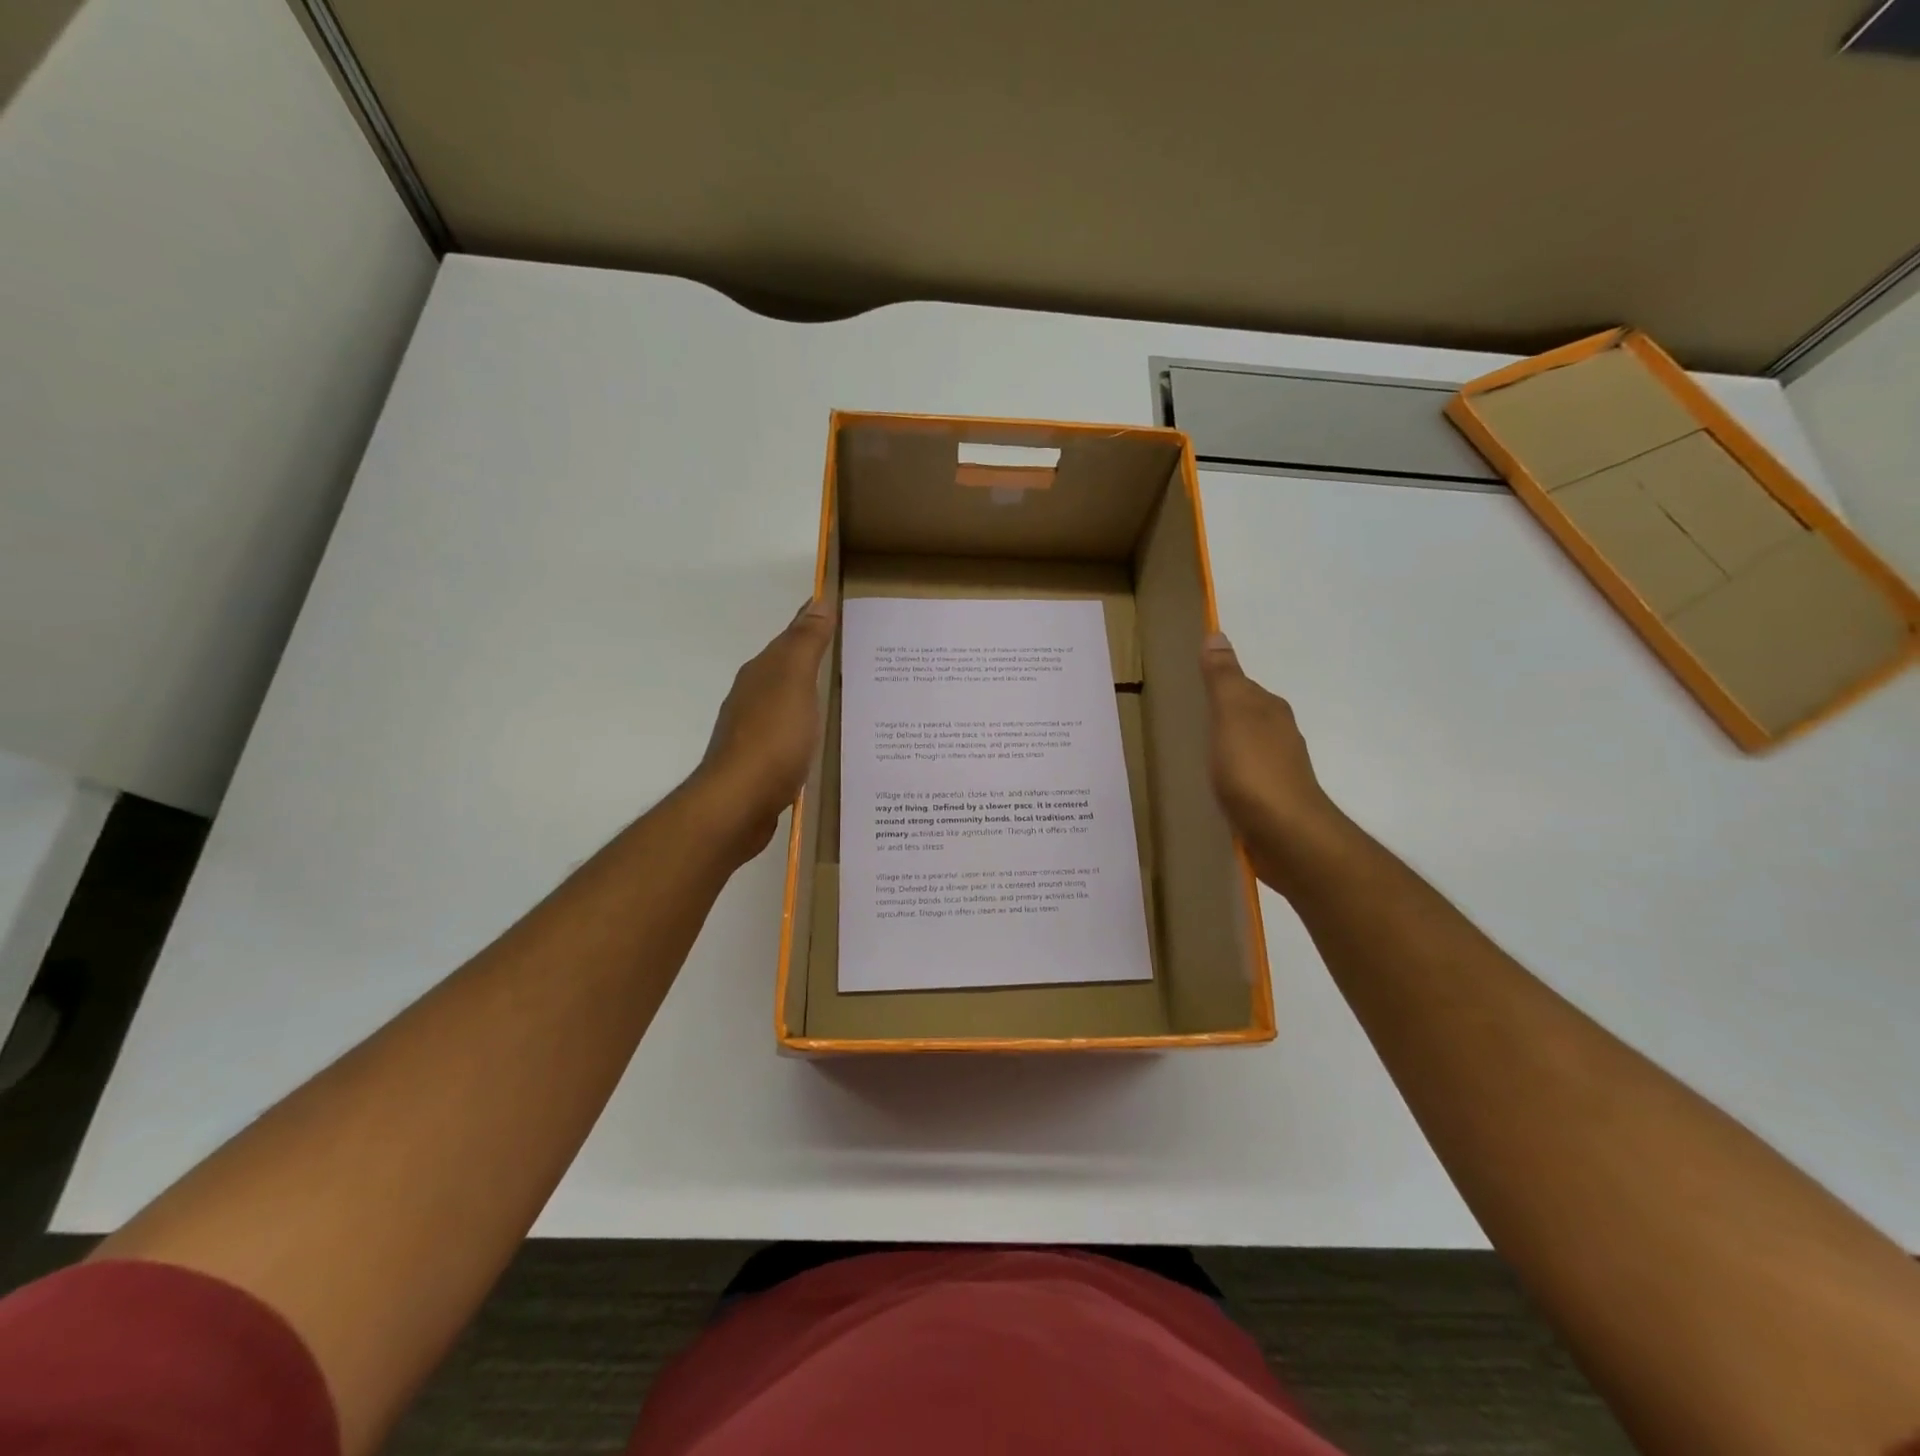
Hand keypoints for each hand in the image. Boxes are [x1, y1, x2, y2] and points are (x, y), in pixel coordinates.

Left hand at [691, 598, 835, 861]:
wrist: (739, 803)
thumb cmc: (772, 738)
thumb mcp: (794, 682)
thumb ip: (806, 644)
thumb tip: (818, 602)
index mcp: (762, 674)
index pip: (791, 638)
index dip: (814, 624)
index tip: (842, 613)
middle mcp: (753, 697)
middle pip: (788, 670)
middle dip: (816, 661)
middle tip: (857, 658)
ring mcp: (755, 732)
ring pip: (788, 703)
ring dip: (811, 696)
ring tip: (847, 698)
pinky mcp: (761, 764)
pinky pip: (790, 735)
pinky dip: (807, 729)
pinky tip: (823, 740)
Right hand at [1199, 632, 1349, 893]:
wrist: (1287, 835)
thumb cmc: (1255, 770)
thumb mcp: (1231, 715)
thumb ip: (1222, 678)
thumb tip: (1217, 634)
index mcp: (1269, 710)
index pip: (1242, 686)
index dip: (1217, 684)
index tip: (1188, 687)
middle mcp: (1278, 735)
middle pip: (1245, 717)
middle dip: (1220, 716)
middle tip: (1182, 719)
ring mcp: (1277, 770)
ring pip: (1245, 748)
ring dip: (1224, 747)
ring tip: (1191, 753)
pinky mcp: (1270, 801)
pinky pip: (1243, 778)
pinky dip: (1228, 776)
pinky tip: (1212, 786)